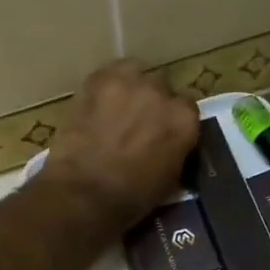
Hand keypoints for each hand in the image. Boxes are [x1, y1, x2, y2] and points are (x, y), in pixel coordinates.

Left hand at [43, 59, 199, 228]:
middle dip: (152, 101)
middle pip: (161, 86)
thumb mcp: (170, 179)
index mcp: (184, 120)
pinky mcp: (98, 80)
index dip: (172, 119)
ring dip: (129, 86)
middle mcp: (162, 93)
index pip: (186, 107)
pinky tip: (97, 101)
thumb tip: (169, 145)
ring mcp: (129, 82)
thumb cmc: (131, 198)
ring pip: (134, 72)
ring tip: (116, 106)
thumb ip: (175, 151)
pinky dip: (105, 84)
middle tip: (136, 122)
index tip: (162, 131)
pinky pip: (107, 73)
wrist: (84, 192)